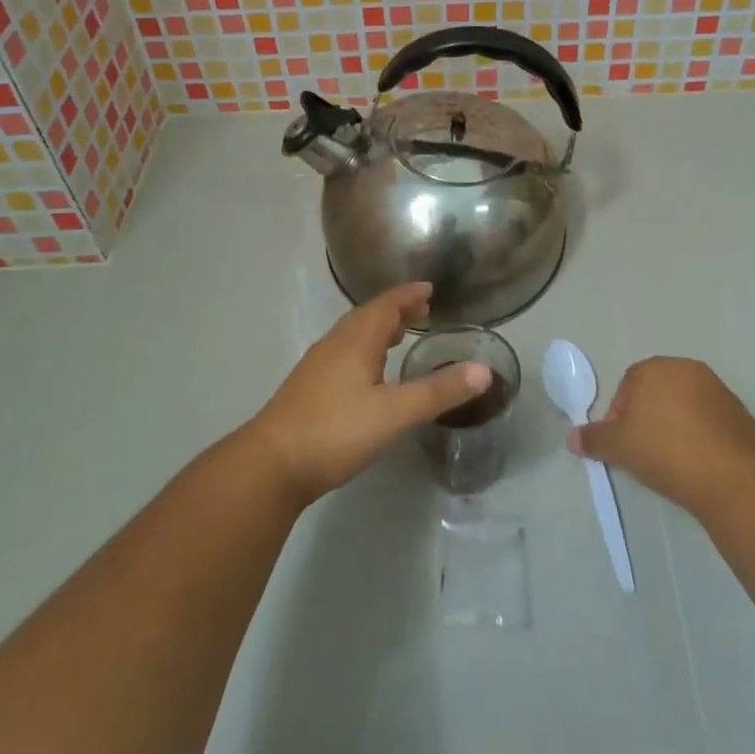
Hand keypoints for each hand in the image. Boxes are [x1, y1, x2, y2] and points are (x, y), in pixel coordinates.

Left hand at [244, 283, 490, 505]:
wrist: (271, 464)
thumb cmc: (336, 429)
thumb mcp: (395, 412)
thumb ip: (438, 391)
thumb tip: (484, 370)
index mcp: (356, 339)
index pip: (386, 304)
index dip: (408, 295)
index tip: (429, 289)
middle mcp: (335, 344)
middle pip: (368, 316)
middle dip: (396, 310)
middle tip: (422, 311)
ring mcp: (317, 366)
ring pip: (353, 336)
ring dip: (378, 330)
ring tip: (400, 337)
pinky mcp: (308, 389)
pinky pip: (343, 354)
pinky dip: (364, 351)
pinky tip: (368, 375)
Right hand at [569, 358, 754, 517]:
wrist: (733, 478)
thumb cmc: (666, 451)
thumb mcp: (620, 447)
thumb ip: (594, 439)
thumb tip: (572, 438)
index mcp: (655, 368)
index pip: (627, 387)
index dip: (619, 418)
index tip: (623, 446)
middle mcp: (686, 369)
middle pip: (656, 393)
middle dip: (647, 420)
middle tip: (644, 454)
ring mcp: (717, 389)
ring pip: (683, 407)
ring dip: (673, 428)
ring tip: (672, 463)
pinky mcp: (740, 413)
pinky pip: (708, 422)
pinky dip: (699, 437)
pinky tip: (697, 464)